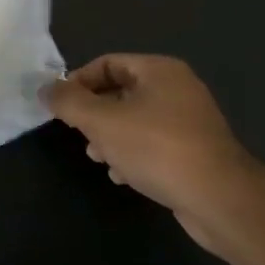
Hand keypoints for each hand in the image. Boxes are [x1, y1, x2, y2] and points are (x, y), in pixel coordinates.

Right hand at [43, 55, 264, 250]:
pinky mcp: (195, 152)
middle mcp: (178, 89)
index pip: (107, 63)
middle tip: (78, 133)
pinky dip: (132, 154)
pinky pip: (153, 144)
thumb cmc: (157, 149)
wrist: (220, 200)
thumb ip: (68, 102)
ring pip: (134, 120)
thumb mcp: (101, 121)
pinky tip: (122, 175)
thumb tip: (44, 89)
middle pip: (119, 92)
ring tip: (98, 157)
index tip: (61, 107)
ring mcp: (190, 121)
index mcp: (159, 71)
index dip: (78, 82)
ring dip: (110, 137)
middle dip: (93, 113)